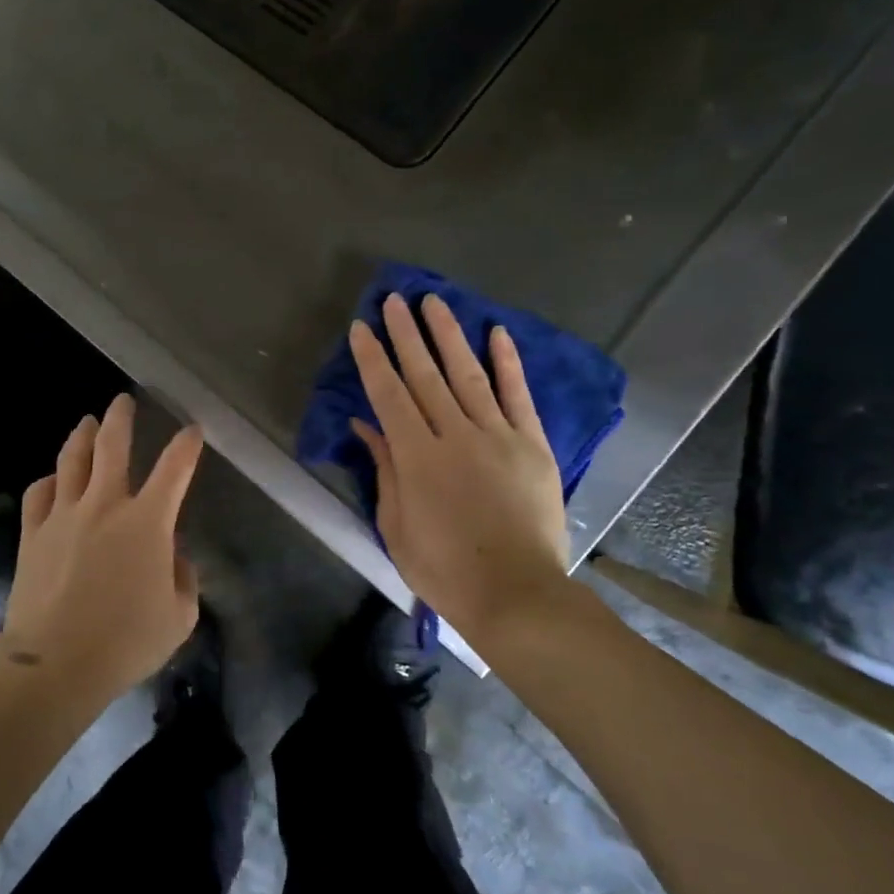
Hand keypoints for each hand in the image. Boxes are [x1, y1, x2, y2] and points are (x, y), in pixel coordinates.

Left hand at [1, 393, 205, 701]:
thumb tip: (172, 556)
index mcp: (147, 521)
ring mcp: (64, 514)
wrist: (56, 662)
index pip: (174, 468)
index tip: (191, 429)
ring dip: (82, 435)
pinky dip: (49, 480)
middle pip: (112, 445)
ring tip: (87, 421)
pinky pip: (39, 493)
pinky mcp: (33, 533)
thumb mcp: (178, 617)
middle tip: (122, 400)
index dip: (186, 445)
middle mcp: (105, 504)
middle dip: (121, 418)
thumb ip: (183, 579)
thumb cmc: (126, 641)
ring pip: (72, 459)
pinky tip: (52, 478)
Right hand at [349, 293, 581, 642]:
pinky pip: (518, 396)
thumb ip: (385, 469)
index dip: (372, 359)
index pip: (388, 394)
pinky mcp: (533, 445)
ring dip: (449, 336)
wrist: (516, 594)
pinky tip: (497, 334)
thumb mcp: (396, 525)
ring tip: (434, 303)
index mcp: (418, 456)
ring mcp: (499, 436)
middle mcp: (456, 434)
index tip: (361, 328)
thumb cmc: (444, 567)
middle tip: (393, 300)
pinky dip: (508, 363)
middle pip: (425, 374)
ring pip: (468, 375)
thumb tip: (367, 425)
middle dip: (406, 334)